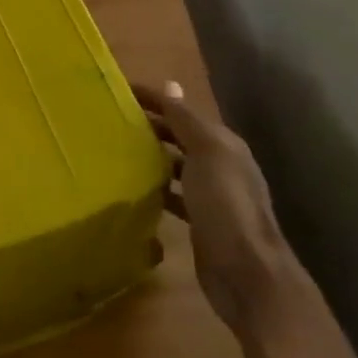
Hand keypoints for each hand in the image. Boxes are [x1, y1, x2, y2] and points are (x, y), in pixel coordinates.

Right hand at [137, 81, 301, 340]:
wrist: (246, 272)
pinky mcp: (201, 221)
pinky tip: (136, 190)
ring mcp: (212, 195)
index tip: (119, 91)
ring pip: (177, 165)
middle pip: (180, 136)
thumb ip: (186, 121)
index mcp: (223, 144)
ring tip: (116, 151)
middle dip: (151, 125)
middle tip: (111, 120)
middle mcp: (221, 165)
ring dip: (152, 156)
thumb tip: (171, 85)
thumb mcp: (207, 154)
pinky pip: (175, 194)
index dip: (154, 99)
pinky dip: (157, 188)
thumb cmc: (225, 206)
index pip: (182, 111)